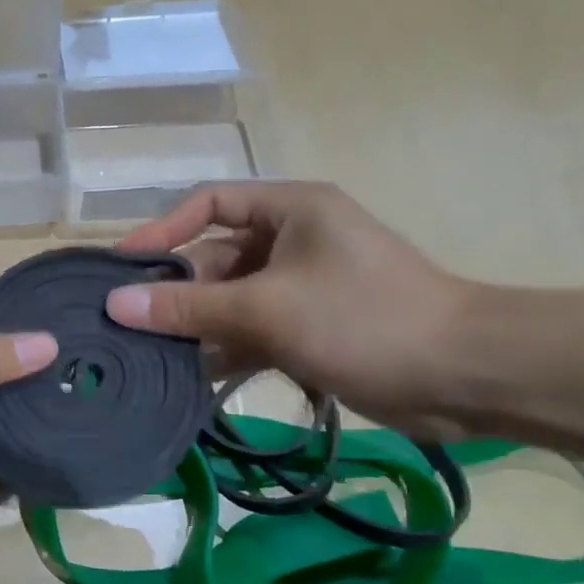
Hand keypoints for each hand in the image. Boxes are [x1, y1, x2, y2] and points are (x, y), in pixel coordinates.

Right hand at [105, 182, 475, 434]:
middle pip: (216, 257)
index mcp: (290, 210)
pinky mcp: (311, 326)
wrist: (465, 376)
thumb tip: (117, 303)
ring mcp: (302, 285)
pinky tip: (193, 380)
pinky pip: (253, 330)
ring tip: (152, 357)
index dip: (162, 231)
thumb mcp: (266, 310)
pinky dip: (227, 350)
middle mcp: (293, 239)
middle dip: (178, 292)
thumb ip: (188, 307)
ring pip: (232, 300)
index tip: (122, 268)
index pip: (208, 204)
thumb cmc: (363, 320)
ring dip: (198, 327)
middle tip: (132, 327)